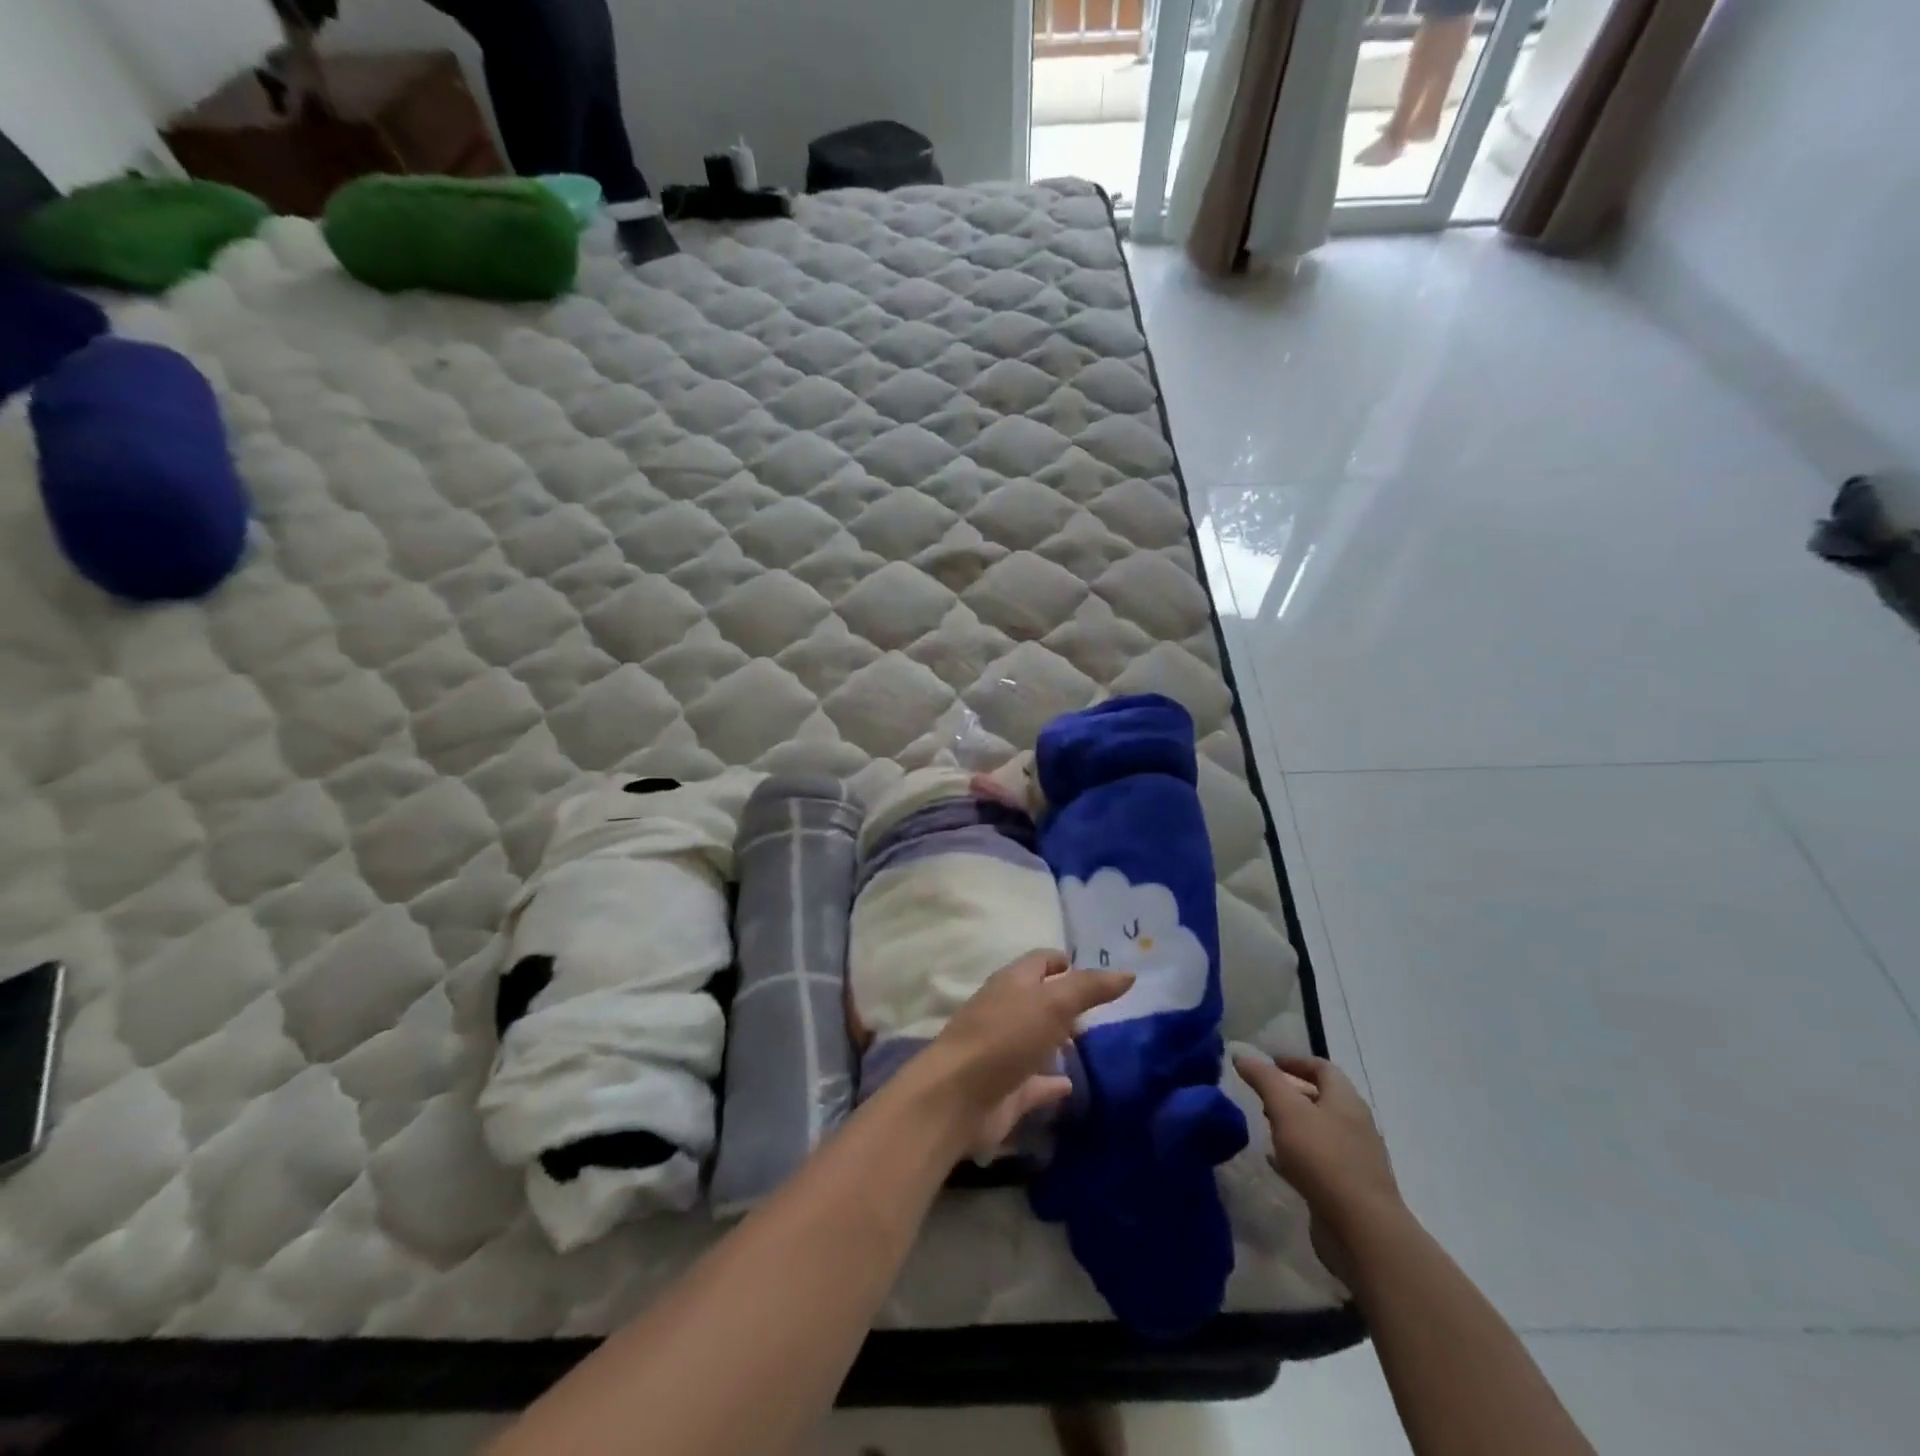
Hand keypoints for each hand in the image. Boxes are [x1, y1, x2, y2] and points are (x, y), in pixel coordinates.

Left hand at [918, 951, 1131, 1159]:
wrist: (958, 1096)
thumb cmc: (1005, 1037)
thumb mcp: (1053, 1003)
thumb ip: (1089, 988)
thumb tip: (1128, 973)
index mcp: (1011, 983)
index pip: (1038, 962)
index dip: (1060, 960)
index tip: (1086, 966)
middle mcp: (1005, 1013)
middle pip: (1037, 1000)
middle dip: (1062, 1001)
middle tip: (1097, 1008)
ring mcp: (1004, 1053)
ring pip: (1035, 1040)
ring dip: (1056, 1040)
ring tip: (1089, 1043)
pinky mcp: (1006, 1091)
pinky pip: (1035, 1083)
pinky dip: (1051, 1082)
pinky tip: (1070, 1086)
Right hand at [1234, 1052, 1402, 1282]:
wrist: (1363, 1231)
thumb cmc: (1324, 1159)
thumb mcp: (1287, 1111)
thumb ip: (1264, 1080)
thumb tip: (1242, 1055)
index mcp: (1346, 1101)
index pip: (1322, 1068)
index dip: (1295, 1061)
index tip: (1267, 1063)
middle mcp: (1355, 1125)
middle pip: (1322, 1099)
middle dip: (1291, 1093)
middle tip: (1261, 1095)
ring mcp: (1354, 1160)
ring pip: (1319, 1131)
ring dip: (1293, 1124)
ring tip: (1265, 1126)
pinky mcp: (1348, 1189)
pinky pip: (1319, 1162)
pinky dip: (1296, 1155)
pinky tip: (1276, 1162)